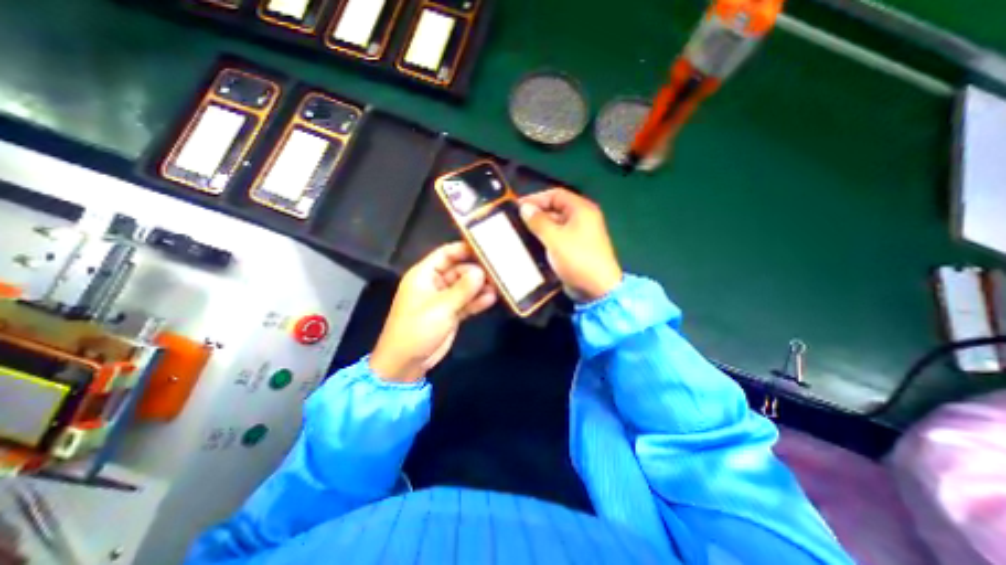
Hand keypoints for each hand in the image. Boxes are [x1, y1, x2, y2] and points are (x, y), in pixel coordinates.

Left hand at [370, 242, 495, 382]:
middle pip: (459, 270)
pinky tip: (492, 298)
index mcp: (424, 275)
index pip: (446, 254)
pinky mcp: (451, 313)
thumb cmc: (417, 329)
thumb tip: (481, 271)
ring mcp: (444, 299)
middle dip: (477, 271)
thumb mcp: (441, 307)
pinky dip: (477, 301)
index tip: (486, 248)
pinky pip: (466, 302)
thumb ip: (463, 289)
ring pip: (465, 287)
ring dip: (480, 287)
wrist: (406, 363)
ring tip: (499, 285)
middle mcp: (435, 283)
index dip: (464, 249)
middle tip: (498, 270)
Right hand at [517, 187, 621, 304]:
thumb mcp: (554, 238)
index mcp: (581, 209)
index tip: (518, 206)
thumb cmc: (576, 258)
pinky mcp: (575, 249)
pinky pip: (558, 238)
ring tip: (520, 233)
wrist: (596, 289)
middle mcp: (582, 218)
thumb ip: (538, 221)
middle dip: (536, 214)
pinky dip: (545, 239)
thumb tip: (525, 207)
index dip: (536, 198)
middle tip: (516, 221)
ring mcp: (579, 234)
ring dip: (539, 228)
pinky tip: (531, 245)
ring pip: (555, 225)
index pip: (556, 194)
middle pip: (555, 209)